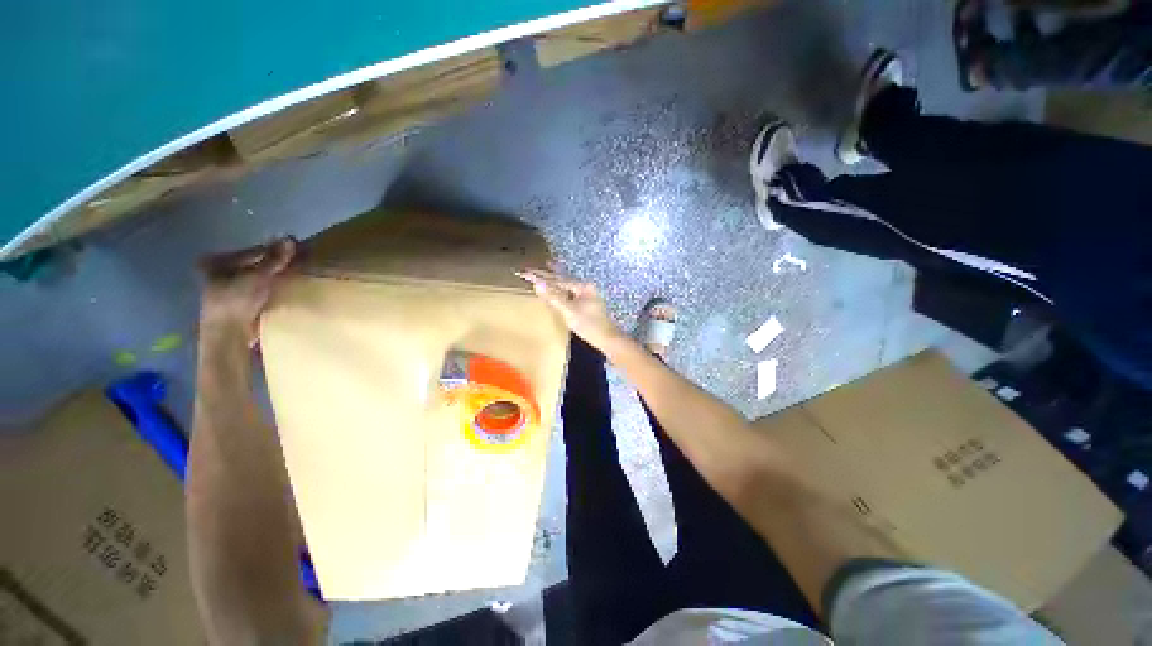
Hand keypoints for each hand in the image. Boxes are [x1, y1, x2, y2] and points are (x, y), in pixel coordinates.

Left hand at [199, 238, 295, 344]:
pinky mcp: (235, 303)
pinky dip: (268, 288)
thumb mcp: (258, 276)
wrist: (229, 334)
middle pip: (252, 264)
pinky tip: (282, 289)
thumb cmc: (236, 300)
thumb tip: (290, 239)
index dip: (272, 252)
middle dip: (273, 264)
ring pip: (254, 277)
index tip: (293, 252)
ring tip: (292, 276)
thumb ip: (274, 259)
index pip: (251, 252)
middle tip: (295, 264)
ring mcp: (224, 290)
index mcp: (215, 262)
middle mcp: (216, 273)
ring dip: (272, 277)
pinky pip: (256, 289)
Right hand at [517, 269, 624, 350]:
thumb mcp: (570, 312)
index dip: (540, 277)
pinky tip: (554, 288)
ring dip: (552, 279)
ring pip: (565, 285)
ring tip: (542, 268)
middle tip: (528, 269)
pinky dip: (559, 289)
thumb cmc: (590, 326)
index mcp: (582, 287)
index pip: (557, 280)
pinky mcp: (585, 303)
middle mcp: (585, 287)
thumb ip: (554, 297)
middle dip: (545, 275)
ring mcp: (586, 295)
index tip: (525, 273)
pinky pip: (568, 292)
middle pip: (561, 280)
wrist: (607, 339)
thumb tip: (537, 284)